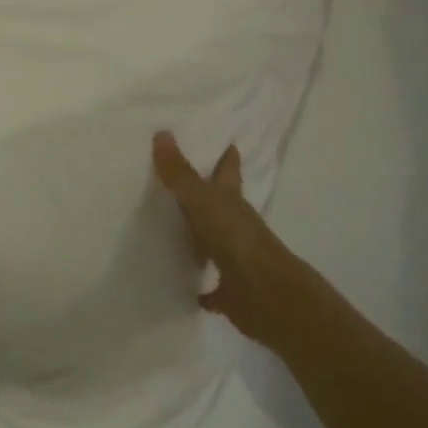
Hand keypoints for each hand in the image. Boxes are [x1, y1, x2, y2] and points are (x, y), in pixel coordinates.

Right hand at [153, 131, 299, 347]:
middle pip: (221, 204)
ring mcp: (235, 258)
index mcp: (232, 200)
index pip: (229, 170)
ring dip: (199, 236)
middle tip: (180, 181)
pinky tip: (184, 285)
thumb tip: (162, 132)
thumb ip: (180, 173)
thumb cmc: (236, 238)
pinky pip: (211, 285)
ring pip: (214, 241)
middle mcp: (236, 225)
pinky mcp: (229, 289)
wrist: (265, 295)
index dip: (227, 156)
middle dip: (207, 193)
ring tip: (171, 229)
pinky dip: (200, 286)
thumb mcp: (202, 200)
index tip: (224, 141)